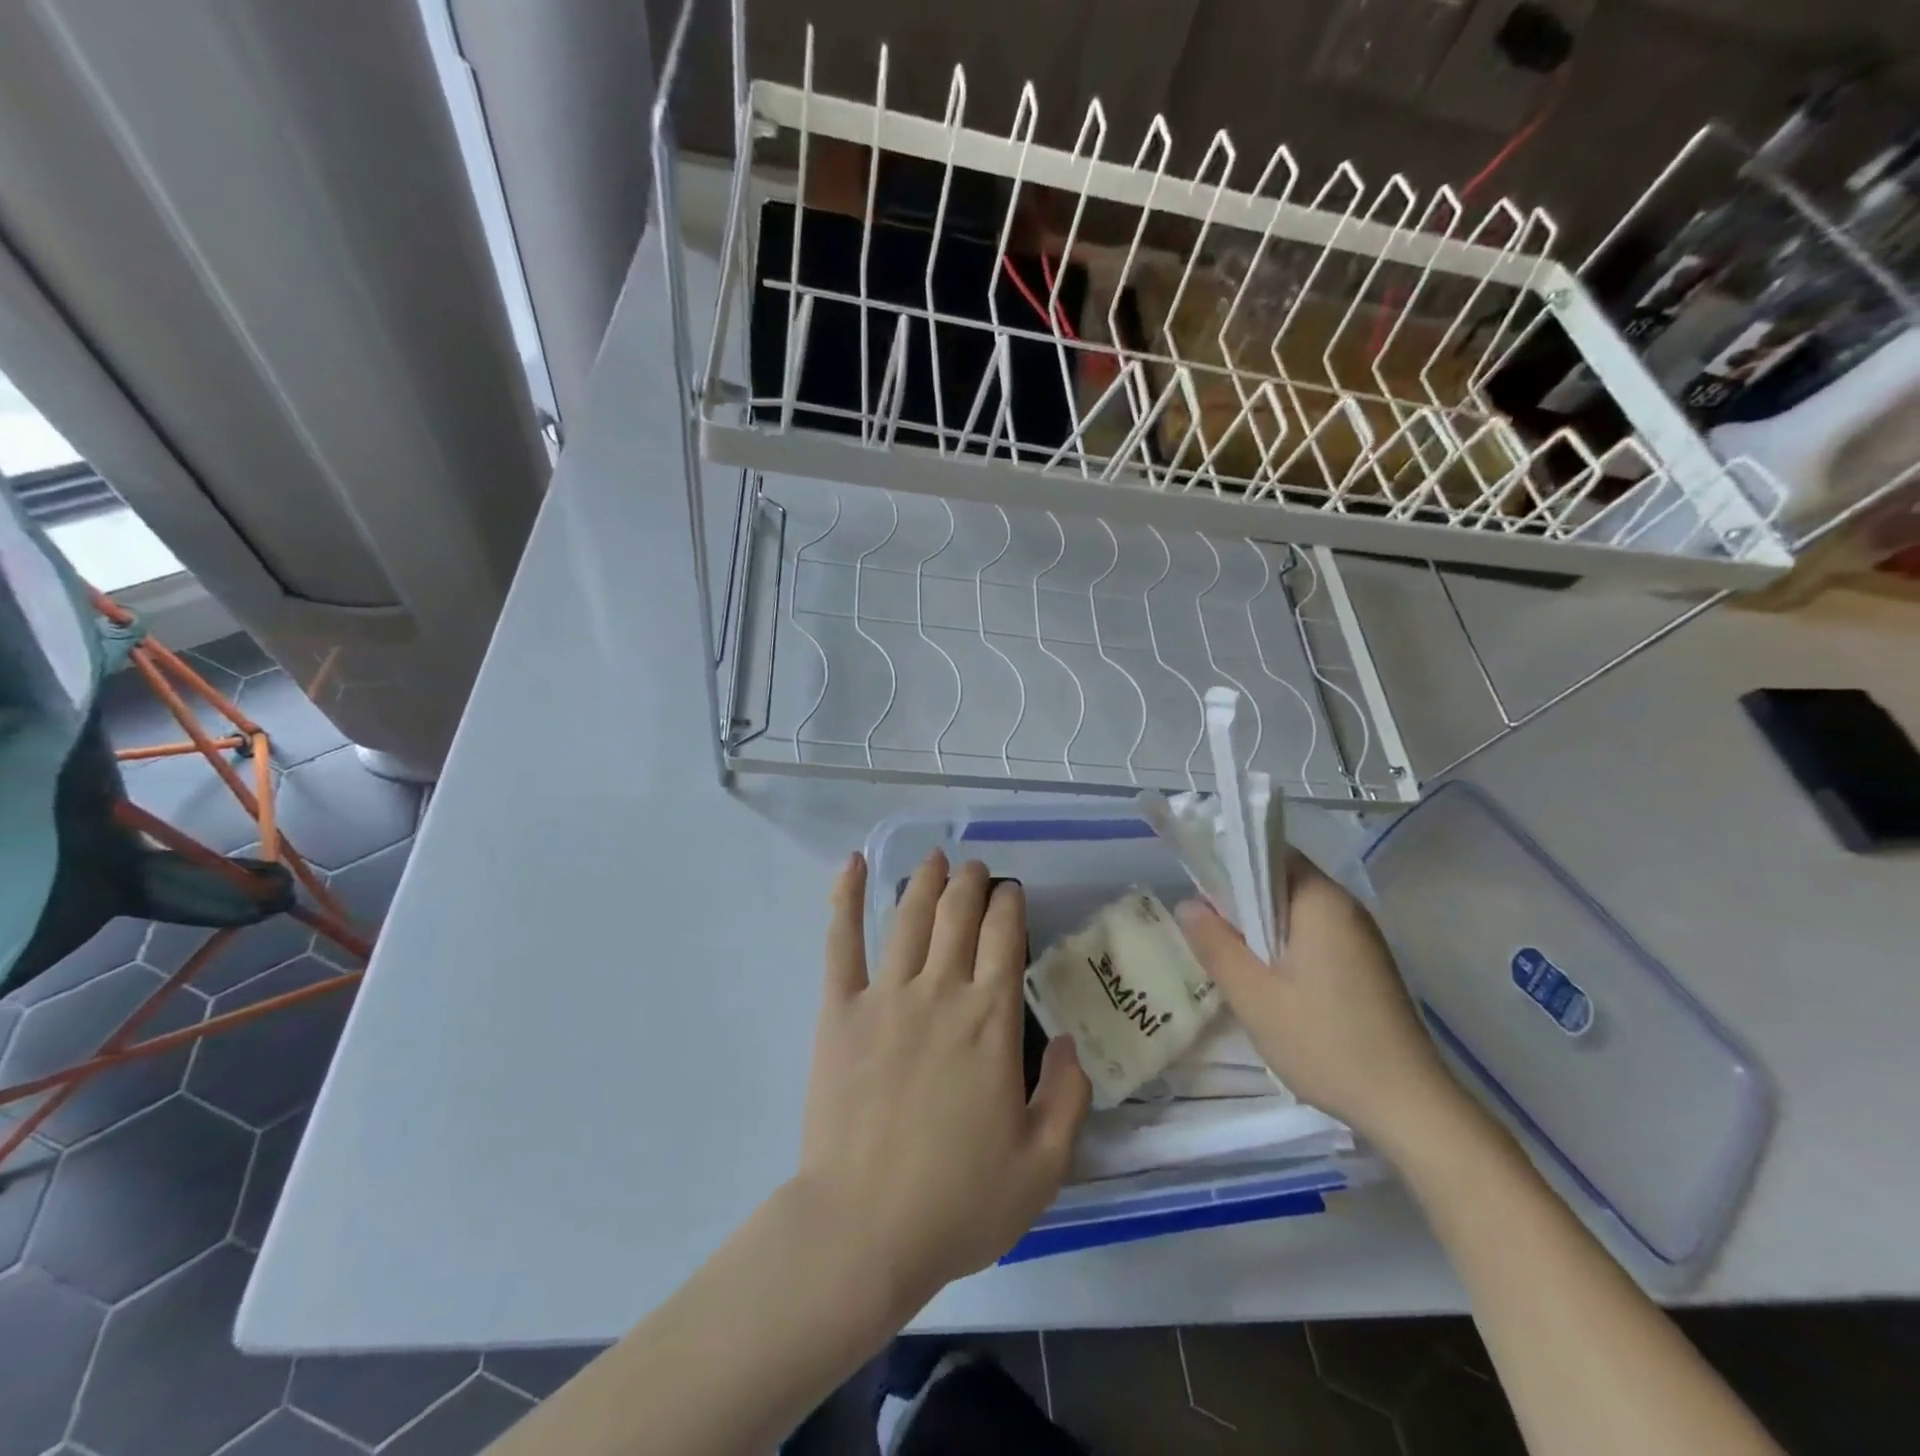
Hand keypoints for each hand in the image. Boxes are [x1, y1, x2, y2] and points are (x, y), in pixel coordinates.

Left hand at [794, 850, 1090, 1316]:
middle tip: (977, 869)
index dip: (1010, 905)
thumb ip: (1067, 1096)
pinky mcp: (839, 1010)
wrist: (863, 1230)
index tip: (1012, 891)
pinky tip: (852, 864)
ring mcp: (885, 995)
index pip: (1006, 938)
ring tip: (936, 858)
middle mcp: (941, 992)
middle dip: (972, 883)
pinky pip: (841, 941)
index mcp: (991, 1022)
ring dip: (926, 879)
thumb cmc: (957, 1201)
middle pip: (958, 914)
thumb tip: (1068, 1040)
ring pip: (909, 916)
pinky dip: (845, 897)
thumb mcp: (1042, 1166)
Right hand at [1175, 850, 1467, 1152]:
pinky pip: (1313, 937)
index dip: (1229, 864)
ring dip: (1261, 930)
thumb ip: (1215, 944)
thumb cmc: (1324, 1041)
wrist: (1408, 1107)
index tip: (1201, 895)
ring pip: (1295, 913)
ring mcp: (1360, 938)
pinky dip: (1285, 949)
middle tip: (1209, 935)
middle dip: (1241, 902)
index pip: (1268, 853)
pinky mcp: (1366, 966)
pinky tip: (1271, 986)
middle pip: (1280, 882)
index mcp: (1321, 900)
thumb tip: (1187, 904)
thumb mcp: (1253, 995)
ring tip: (1233, 964)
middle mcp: (1345, 907)